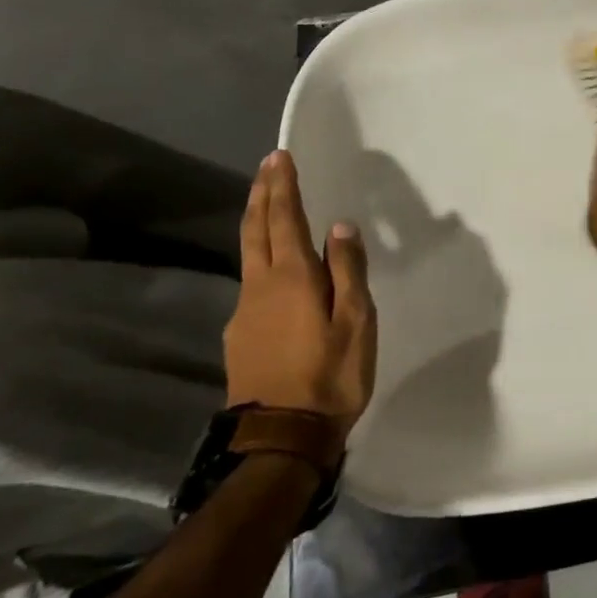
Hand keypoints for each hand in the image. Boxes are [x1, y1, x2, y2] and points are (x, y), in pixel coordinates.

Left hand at [228, 150, 376, 440]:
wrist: (281, 439)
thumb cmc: (330, 375)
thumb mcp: (356, 320)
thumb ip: (349, 270)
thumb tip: (341, 226)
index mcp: (292, 278)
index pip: (285, 219)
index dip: (283, 187)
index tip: (280, 157)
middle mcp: (260, 287)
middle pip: (256, 230)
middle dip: (262, 195)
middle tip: (268, 167)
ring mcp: (245, 312)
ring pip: (248, 255)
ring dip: (257, 222)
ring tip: (268, 205)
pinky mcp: (240, 336)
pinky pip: (250, 282)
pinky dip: (259, 257)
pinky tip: (272, 267)